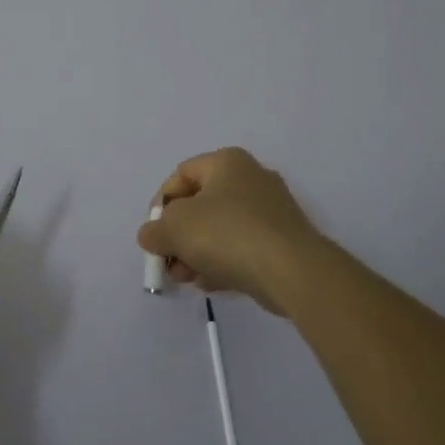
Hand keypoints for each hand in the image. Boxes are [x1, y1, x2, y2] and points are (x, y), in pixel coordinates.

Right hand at [138, 148, 323, 314]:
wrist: (292, 271)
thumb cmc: (227, 235)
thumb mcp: (175, 229)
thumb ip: (154, 230)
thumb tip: (152, 236)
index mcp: (227, 162)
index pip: (181, 175)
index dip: (161, 203)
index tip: (155, 233)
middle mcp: (251, 177)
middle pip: (201, 204)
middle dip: (179, 235)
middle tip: (170, 261)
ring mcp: (271, 209)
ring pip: (221, 228)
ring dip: (198, 252)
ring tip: (189, 278)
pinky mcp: (283, 239)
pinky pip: (243, 246)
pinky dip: (224, 261)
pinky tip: (213, 283)